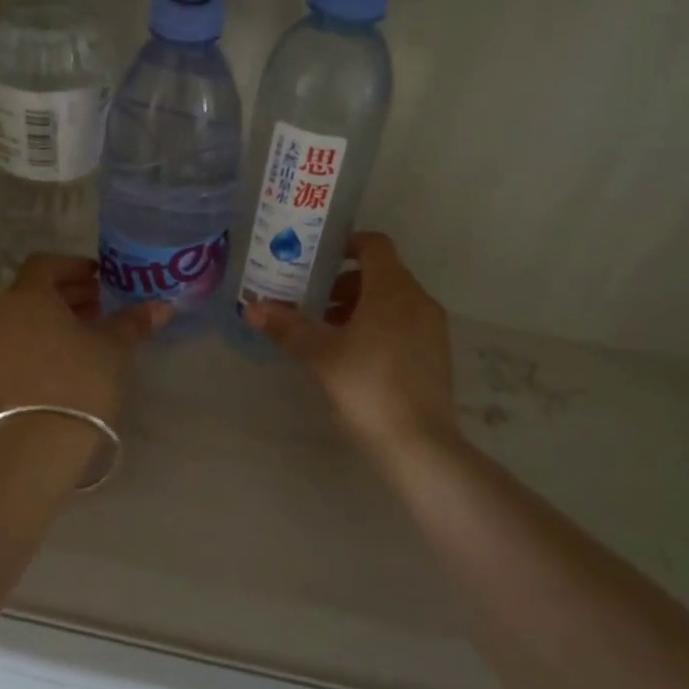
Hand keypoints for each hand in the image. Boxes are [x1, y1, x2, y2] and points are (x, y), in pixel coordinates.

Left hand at [0, 255, 168, 427]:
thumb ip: (133, 321)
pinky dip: (31, 349)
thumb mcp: (113, 347)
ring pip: (18, 323)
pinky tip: (56, 368)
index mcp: (26, 297)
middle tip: (96, 309)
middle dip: (64, 297)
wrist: (38, 443)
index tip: (98, 279)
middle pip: (31, 294)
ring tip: (80, 340)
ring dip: (47, 324)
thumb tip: (161, 306)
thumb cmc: (80, 380)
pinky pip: (8, 352)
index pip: (45, 264)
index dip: (73, 267)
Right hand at [246, 233, 458, 454]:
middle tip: (312, 300)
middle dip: (345, 282)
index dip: (346, 244)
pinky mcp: (436, 355)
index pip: (374, 245)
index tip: (317, 258)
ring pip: (393, 301)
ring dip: (360, 306)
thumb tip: (252, 308)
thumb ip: (287, 327)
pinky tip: (354, 356)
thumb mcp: (320, 355)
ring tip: (328, 332)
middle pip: (382, 274)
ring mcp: (432, 329)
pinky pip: (405, 324)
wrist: (419, 444)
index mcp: (392, 290)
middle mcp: (418, 301)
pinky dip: (379, 326)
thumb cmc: (366, 387)